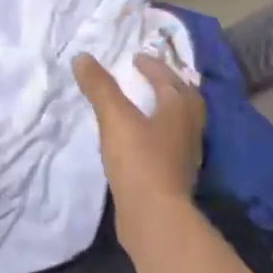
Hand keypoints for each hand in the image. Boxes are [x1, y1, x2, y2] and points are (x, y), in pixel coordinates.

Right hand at [73, 51, 204, 241]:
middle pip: (184, 99)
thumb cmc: (139, 161)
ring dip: (164, 110)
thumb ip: (100, 88)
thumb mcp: (115, 119)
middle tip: (149, 78)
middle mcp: (189, 129)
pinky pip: (169, 145)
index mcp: (180, 109)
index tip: (136, 58)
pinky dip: (157, 134)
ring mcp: (185, 155)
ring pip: (179, 123)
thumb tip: (82, 57)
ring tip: (143, 106)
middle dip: (168, 85)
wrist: (154, 215)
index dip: (152, 66)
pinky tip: (140, 140)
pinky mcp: (174, 176)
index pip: (168, 79)